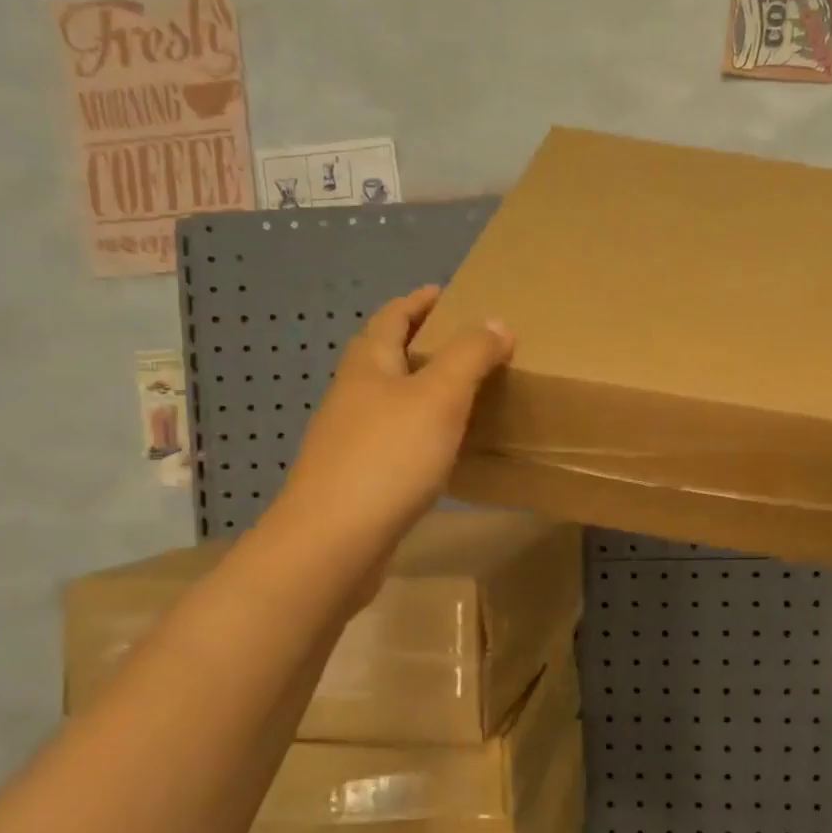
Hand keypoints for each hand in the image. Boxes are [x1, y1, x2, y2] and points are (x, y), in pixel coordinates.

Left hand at [282, 285, 511, 562]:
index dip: (418, 302)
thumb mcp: (440, 396)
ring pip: (390, 401)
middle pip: (385, 357)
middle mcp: (353, 396)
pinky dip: (421, 432)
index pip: (392, 318)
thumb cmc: (388, 457)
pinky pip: (395, 440)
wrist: (335, 540)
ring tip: (462, 394)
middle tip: (465, 344)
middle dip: (420, 344)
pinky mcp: (358, 478)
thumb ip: (470, 355)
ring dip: (421, 390)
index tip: (445, 292)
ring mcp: (350, 439)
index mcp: (368, 366)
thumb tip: (497, 322)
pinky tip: (444, 450)